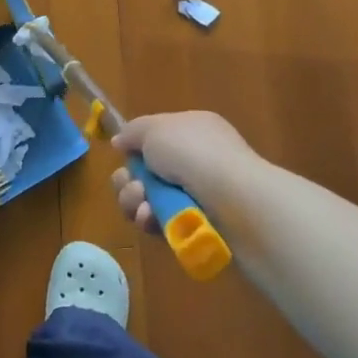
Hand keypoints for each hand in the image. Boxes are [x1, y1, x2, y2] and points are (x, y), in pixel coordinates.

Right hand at [110, 110, 261, 233]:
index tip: (123, 154)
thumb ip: (133, 132)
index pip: (155, 137)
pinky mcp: (198, 228)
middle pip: (147, 172)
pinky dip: (152, 222)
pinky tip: (152, 221)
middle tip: (134, 187)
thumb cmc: (194, 154)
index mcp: (192, 130)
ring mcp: (199, 196)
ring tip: (142, 206)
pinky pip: (163, 224)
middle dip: (130, 181)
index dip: (136, 147)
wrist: (236, 202)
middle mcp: (197, 161)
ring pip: (150, 200)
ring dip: (136, 202)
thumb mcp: (155, 129)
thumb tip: (121, 142)